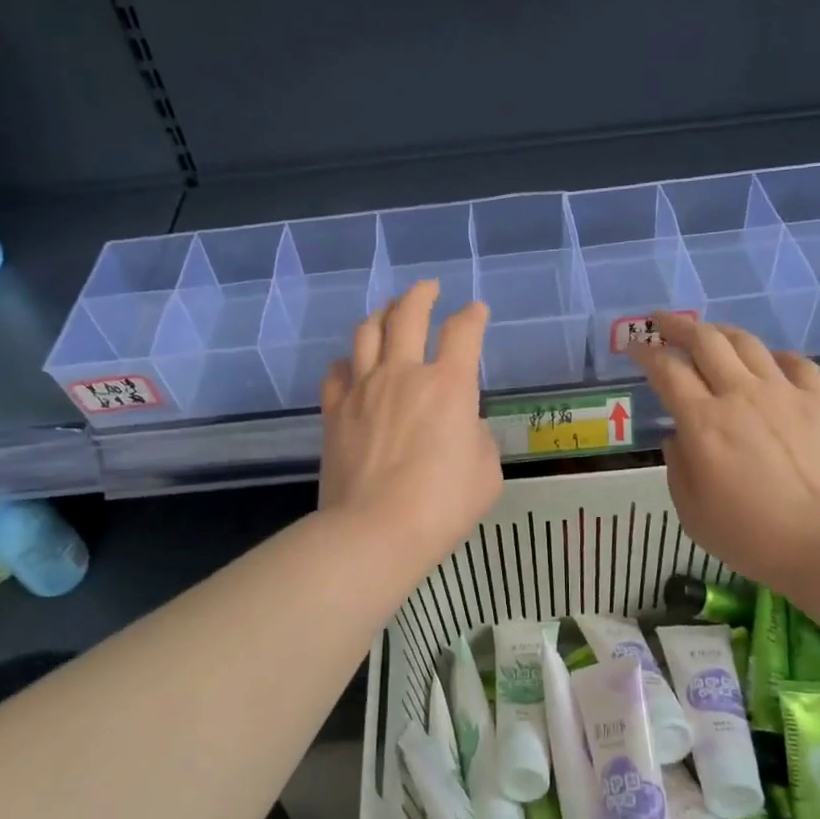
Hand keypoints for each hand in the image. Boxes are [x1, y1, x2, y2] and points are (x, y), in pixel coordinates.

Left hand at [319, 280, 502, 562]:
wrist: (374, 530)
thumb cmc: (441, 505)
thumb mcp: (486, 473)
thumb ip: (478, 438)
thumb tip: (463, 426)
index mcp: (448, 385)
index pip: (463, 331)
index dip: (473, 315)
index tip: (477, 311)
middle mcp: (403, 374)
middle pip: (408, 314)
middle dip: (422, 294)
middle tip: (429, 288)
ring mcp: (363, 389)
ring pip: (366, 332)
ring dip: (381, 313)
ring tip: (389, 310)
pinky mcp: (334, 411)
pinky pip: (336, 372)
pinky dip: (347, 361)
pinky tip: (351, 364)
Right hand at [630, 315, 819, 595]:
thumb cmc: (754, 537)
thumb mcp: (693, 513)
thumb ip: (678, 467)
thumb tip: (678, 437)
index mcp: (703, 422)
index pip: (666, 369)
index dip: (645, 352)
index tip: (633, 347)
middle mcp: (740, 395)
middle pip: (705, 340)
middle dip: (677, 325)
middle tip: (661, 321)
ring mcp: (784, 393)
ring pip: (747, 342)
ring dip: (720, 331)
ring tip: (708, 333)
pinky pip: (794, 362)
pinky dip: (773, 355)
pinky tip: (768, 363)